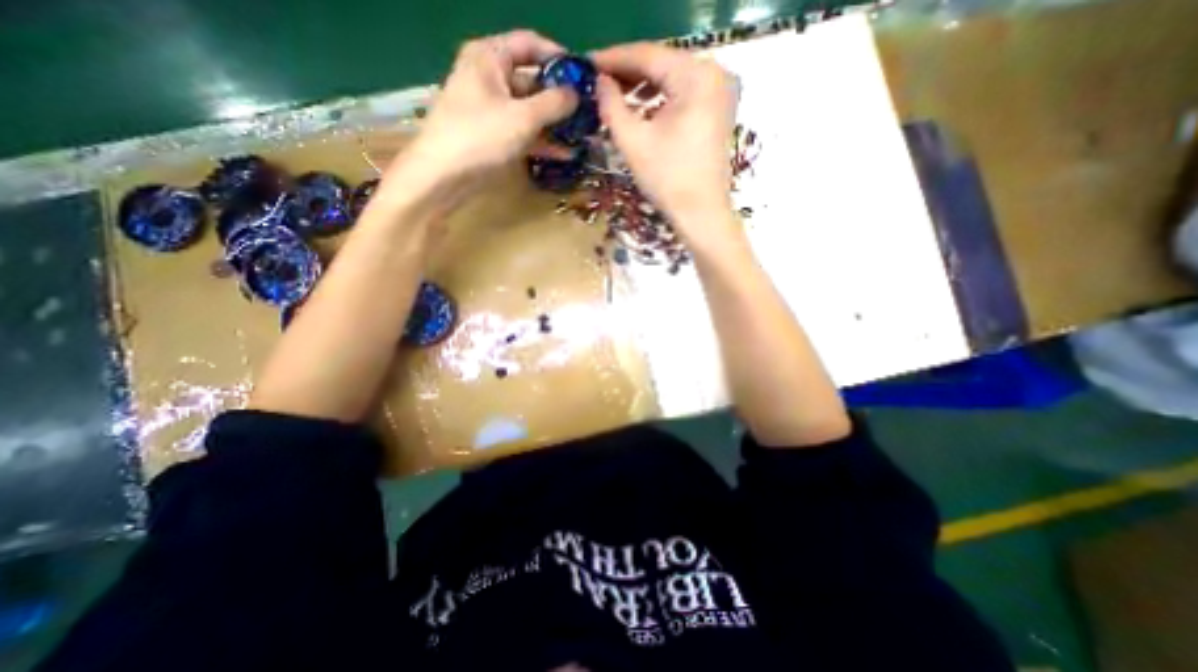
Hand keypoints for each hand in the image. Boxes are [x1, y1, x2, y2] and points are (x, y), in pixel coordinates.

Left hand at [391, 28, 577, 196]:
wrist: (444, 176)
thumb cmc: (480, 137)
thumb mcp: (523, 117)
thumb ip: (554, 103)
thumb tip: (576, 95)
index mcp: (490, 57)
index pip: (530, 45)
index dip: (558, 57)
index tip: (583, 75)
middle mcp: (490, 78)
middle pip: (532, 80)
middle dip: (560, 97)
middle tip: (588, 112)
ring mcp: (492, 109)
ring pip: (530, 110)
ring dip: (555, 124)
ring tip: (582, 135)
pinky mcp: (494, 135)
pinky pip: (523, 132)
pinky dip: (542, 141)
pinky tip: (566, 154)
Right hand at [588, 39, 741, 235]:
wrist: (701, 214)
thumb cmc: (668, 180)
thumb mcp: (633, 141)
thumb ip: (612, 105)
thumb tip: (600, 82)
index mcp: (695, 76)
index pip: (647, 55)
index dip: (613, 58)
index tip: (587, 63)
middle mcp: (714, 74)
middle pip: (662, 64)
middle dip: (628, 72)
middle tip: (598, 80)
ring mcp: (720, 92)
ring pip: (673, 79)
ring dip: (643, 86)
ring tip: (615, 96)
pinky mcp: (718, 111)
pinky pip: (684, 94)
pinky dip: (660, 99)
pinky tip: (640, 108)